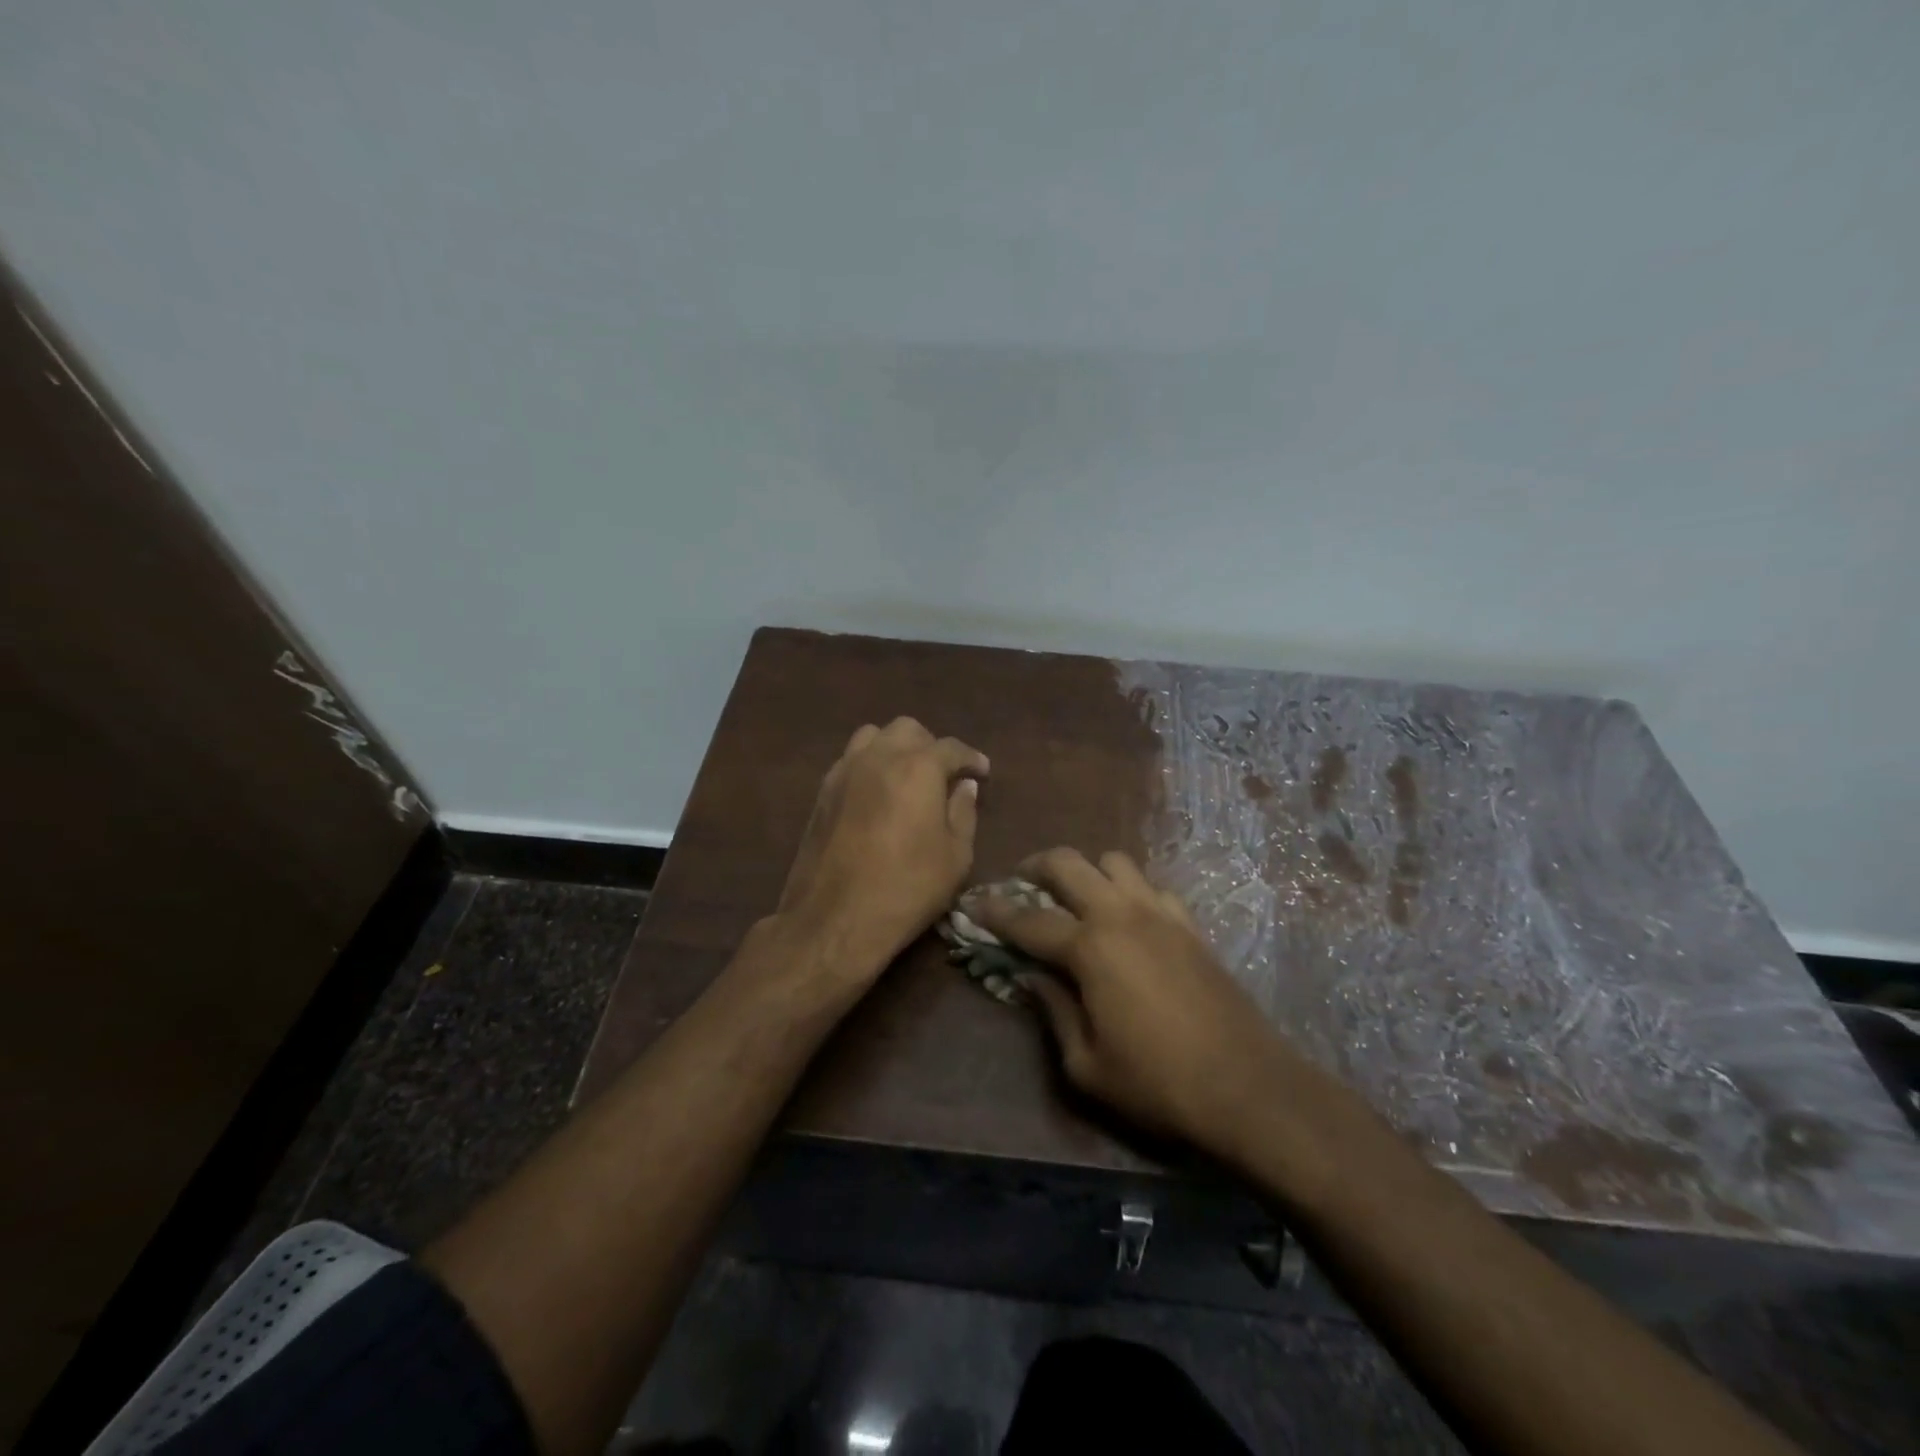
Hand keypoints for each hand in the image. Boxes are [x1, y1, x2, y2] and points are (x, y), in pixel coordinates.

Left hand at [775, 717, 988, 983]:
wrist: (834, 920)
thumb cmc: (907, 889)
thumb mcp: (955, 857)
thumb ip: (963, 812)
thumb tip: (964, 786)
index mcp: (918, 768)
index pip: (951, 747)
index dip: (971, 758)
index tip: (982, 772)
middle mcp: (879, 756)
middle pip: (908, 730)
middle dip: (930, 746)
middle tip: (943, 776)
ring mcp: (844, 771)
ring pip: (872, 736)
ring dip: (895, 748)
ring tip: (906, 777)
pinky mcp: (822, 792)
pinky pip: (850, 759)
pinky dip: (869, 764)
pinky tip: (877, 794)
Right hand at [974, 847, 1293, 1163]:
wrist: (1247, 1087)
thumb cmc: (1158, 1084)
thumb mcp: (1086, 1065)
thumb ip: (1053, 1011)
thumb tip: (1032, 977)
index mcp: (1089, 948)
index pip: (1029, 920)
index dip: (995, 911)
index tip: (974, 903)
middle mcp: (1120, 915)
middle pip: (1069, 863)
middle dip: (1036, 865)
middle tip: (1022, 882)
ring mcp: (1160, 914)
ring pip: (1114, 861)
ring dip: (1087, 871)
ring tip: (1076, 897)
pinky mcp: (1190, 925)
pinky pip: (1152, 887)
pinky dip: (1130, 891)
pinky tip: (1128, 919)